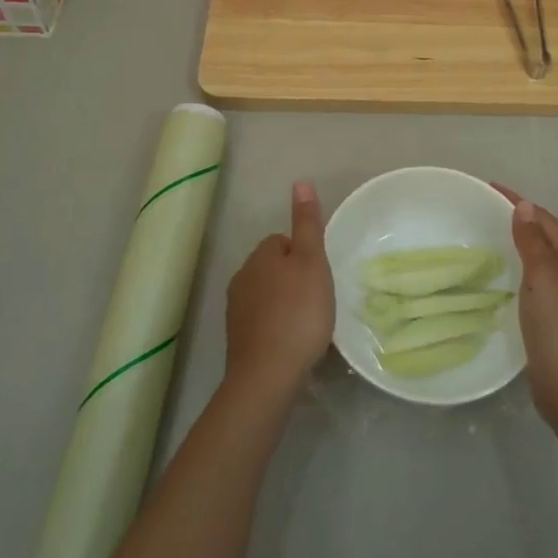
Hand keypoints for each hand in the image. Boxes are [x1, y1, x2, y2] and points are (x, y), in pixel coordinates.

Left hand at [223, 181, 334, 403]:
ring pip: (269, 296)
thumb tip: (300, 181)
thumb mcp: (312, 262)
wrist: (267, 376)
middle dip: (295, 280)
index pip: (284, 241)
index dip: (305, 255)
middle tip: (319, 301)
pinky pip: (264, 323)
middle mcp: (242, 277)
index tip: (321, 276)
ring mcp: (236, 311)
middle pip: (275, 268)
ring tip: (310, 325)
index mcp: (260, 255)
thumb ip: (307, 223)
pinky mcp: (238, 340)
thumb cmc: (298, 313)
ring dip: (287, 305)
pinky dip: (278, 328)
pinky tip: (294, 344)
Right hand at [494, 186, 557, 440]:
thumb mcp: (543, 275)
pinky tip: (501, 272)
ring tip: (487, 236)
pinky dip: (519, 268)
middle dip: (517, 220)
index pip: (544, 218)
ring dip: (518, 244)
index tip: (487, 189)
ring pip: (540, 257)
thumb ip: (532, 240)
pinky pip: (536, 278)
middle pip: (544, 235)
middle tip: (482, 211)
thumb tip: (525, 206)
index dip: (517, 202)